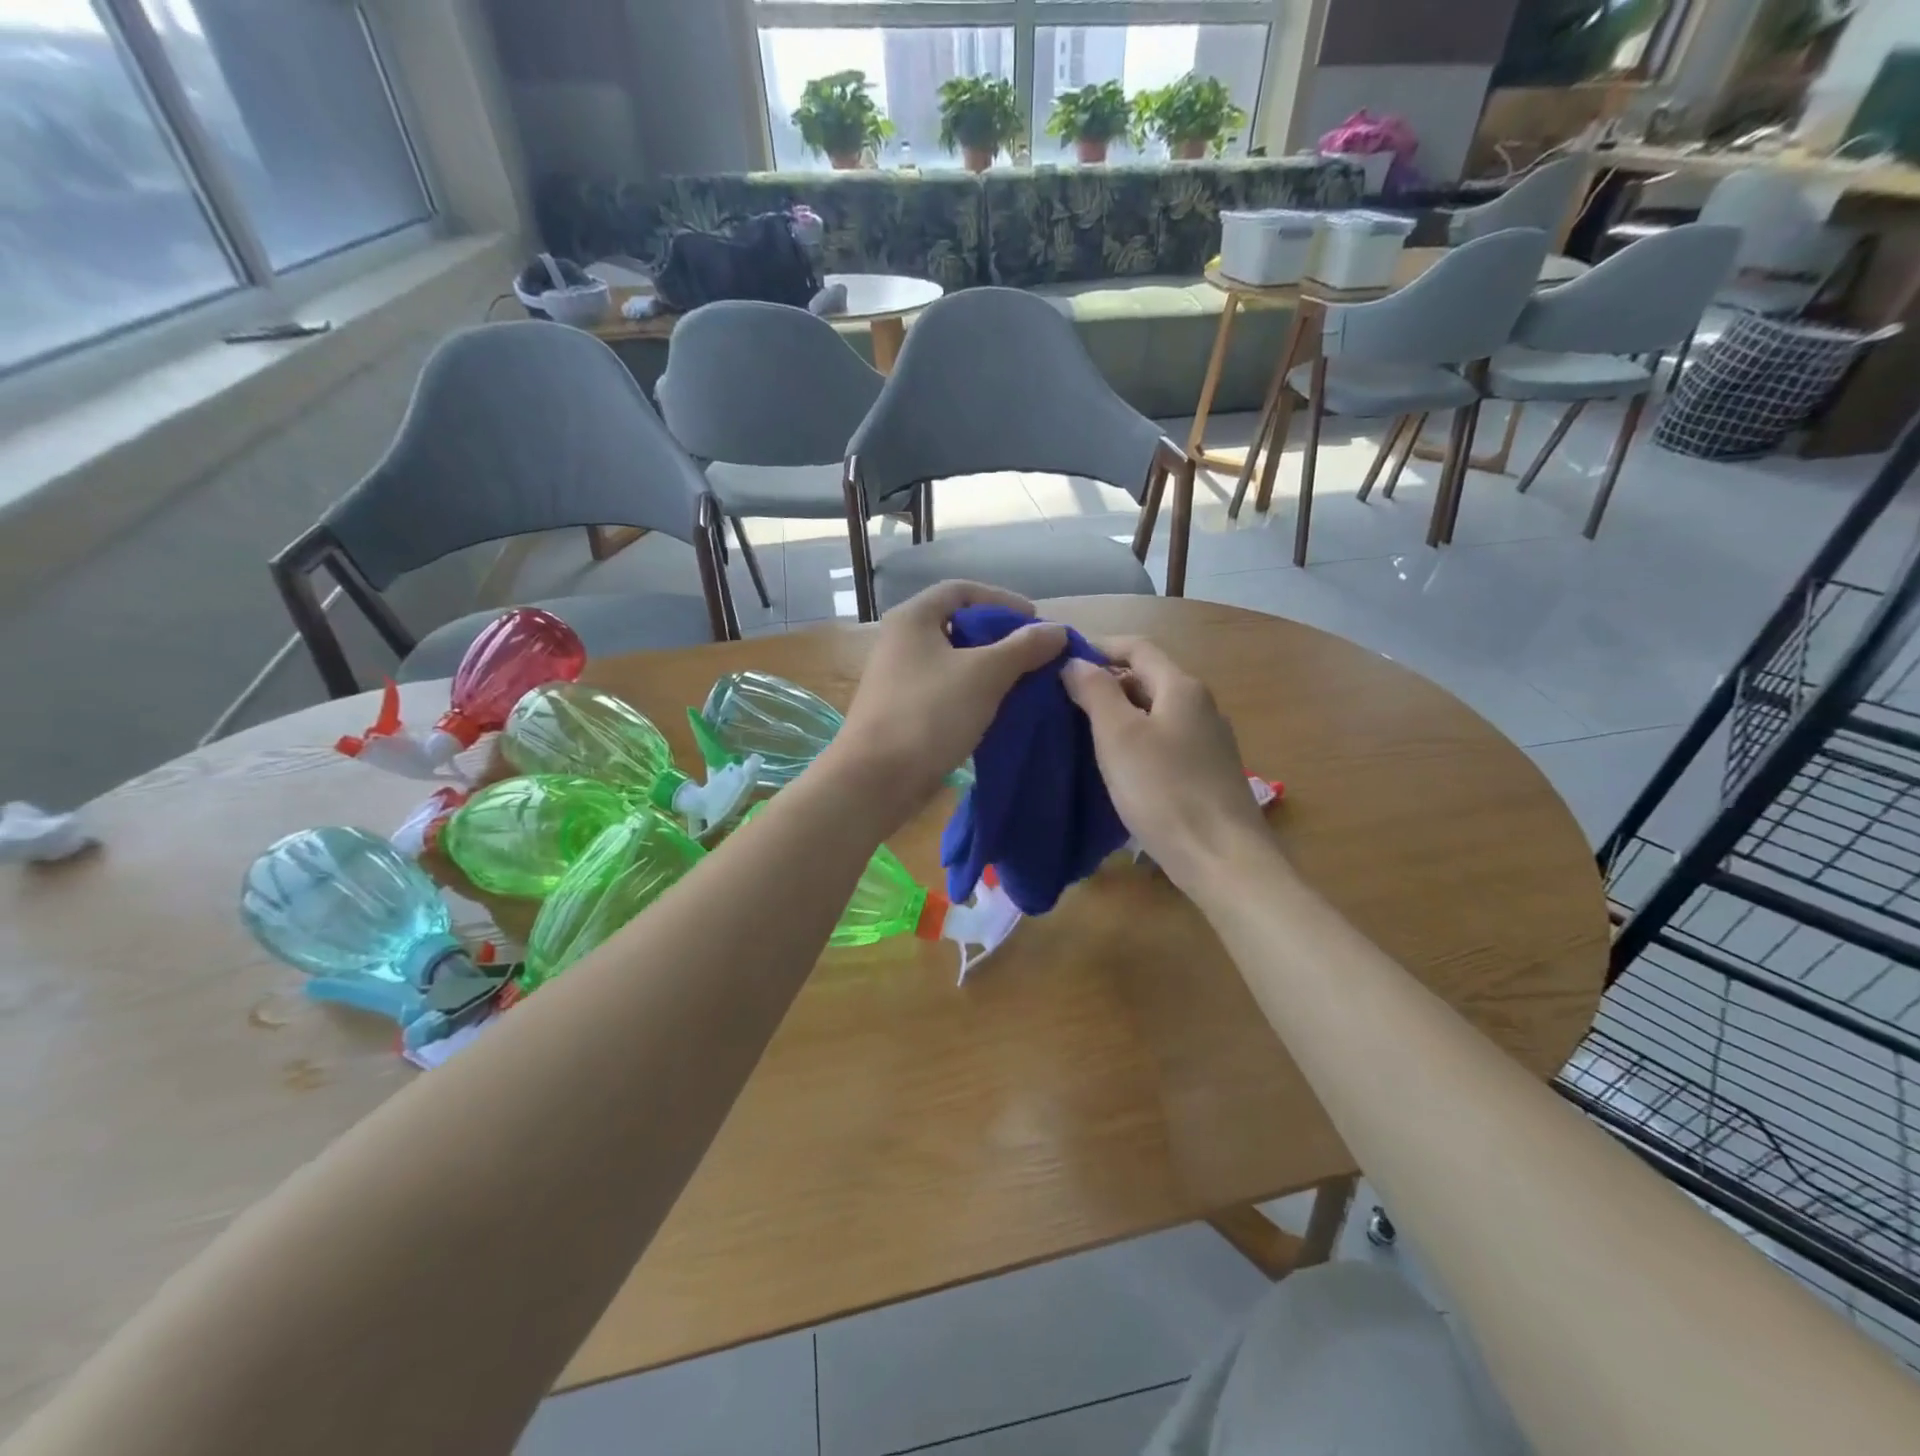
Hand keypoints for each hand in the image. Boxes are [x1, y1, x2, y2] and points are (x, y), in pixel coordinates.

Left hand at [826, 581, 1066, 830]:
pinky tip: (998, 709)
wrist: (876, 778)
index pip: (962, 590)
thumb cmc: (929, 714)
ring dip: (989, 667)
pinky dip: (974, 692)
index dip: (1002, 599)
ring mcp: (899, 677)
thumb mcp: (984, 675)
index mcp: (913, 618)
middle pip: (957, 624)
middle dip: (999, 636)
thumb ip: (1023, 648)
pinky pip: (946, 689)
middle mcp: (900, 641)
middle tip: (1034, 653)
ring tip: (1024, 682)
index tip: (1035, 620)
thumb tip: (1057, 630)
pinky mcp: (903, 710)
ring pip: (953, 660)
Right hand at [1062, 638, 1273, 897]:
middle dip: (1106, 682)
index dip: (1099, 647)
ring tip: (1081, 731)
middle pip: (1148, 678)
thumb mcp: (1119, 735)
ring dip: (1119, 713)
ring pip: (1155, 711)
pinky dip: (1136, 740)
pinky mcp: (1207, 771)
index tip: (1061, 660)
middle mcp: (1200, 705)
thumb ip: (1095, 691)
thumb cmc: (1164, 790)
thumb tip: (1075, 662)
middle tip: (1063, 700)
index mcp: (1181, 687)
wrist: (1222, 858)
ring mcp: (1208, 740)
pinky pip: (1164, 740)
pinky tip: (1116, 764)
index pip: (1137, 647)